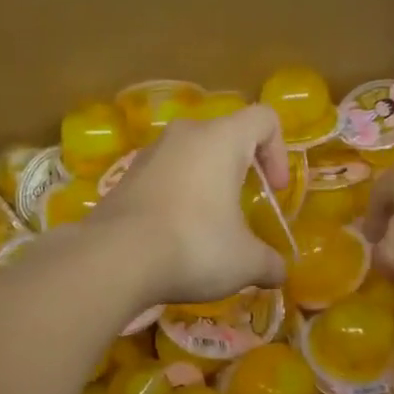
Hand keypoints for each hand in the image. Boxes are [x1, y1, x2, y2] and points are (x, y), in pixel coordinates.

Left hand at [99, 107, 288, 303]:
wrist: (114, 259)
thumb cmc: (194, 246)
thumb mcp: (245, 262)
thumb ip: (269, 263)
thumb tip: (279, 274)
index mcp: (221, 139)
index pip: (263, 119)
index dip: (279, 151)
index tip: (275, 190)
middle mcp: (184, 135)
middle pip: (224, 135)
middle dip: (240, 168)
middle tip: (244, 205)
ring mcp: (149, 154)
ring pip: (190, 155)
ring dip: (206, 183)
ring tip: (209, 225)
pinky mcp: (124, 178)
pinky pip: (163, 177)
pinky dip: (176, 197)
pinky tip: (175, 235)